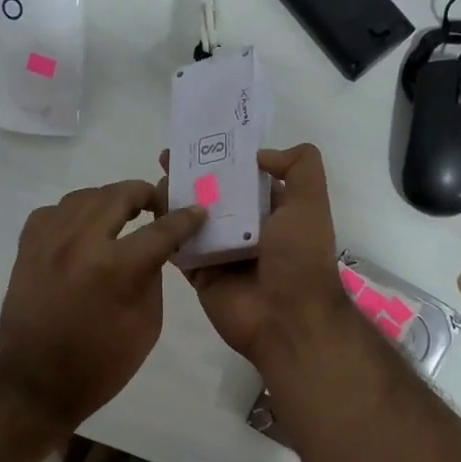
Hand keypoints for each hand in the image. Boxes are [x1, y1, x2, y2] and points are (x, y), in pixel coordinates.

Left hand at [0, 180, 205, 431]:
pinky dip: (72, 213)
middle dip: (144, 194)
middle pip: (118, 195)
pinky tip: (82, 228)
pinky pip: (52, 212)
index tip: (197, 210)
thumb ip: (152, 278)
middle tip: (157, 204)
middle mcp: (79, 243)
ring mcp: (47, 242)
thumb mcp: (146, 326)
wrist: (35, 385)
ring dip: (108, 200)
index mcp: (114, 268)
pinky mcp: (26, 249)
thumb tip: (154, 248)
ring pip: (83, 197)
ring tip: (122, 213)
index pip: (160, 230)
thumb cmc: (100, 365)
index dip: (184, 218)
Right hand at [159, 144, 352, 370]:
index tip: (197, 142)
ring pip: (192, 220)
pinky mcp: (202, 274)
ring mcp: (222, 253)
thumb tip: (261, 154)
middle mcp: (247, 230)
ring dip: (174, 200)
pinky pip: (180, 249)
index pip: (245, 178)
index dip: (224, 158)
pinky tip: (150, 211)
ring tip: (155, 181)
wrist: (287, 319)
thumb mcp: (310, 202)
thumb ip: (299, 166)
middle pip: (214, 196)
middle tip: (164, 158)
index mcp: (274, 212)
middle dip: (192, 176)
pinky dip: (166, 232)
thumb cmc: (299, 258)